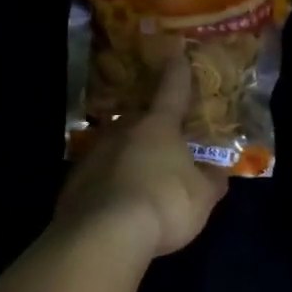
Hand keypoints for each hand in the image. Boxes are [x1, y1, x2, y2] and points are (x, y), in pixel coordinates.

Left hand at [56, 57, 229, 257]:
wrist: (103, 235)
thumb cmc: (164, 205)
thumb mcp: (202, 197)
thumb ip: (211, 180)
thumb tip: (218, 171)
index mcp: (157, 125)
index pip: (172, 90)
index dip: (178, 73)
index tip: (177, 56)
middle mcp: (121, 130)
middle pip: (139, 121)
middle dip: (151, 130)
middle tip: (162, 147)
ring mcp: (93, 154)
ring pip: (115, 148)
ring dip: (127, 158)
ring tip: (139, 182)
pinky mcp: (73, 181)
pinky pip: (98, 176)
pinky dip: (108, 184)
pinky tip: (116, 205)